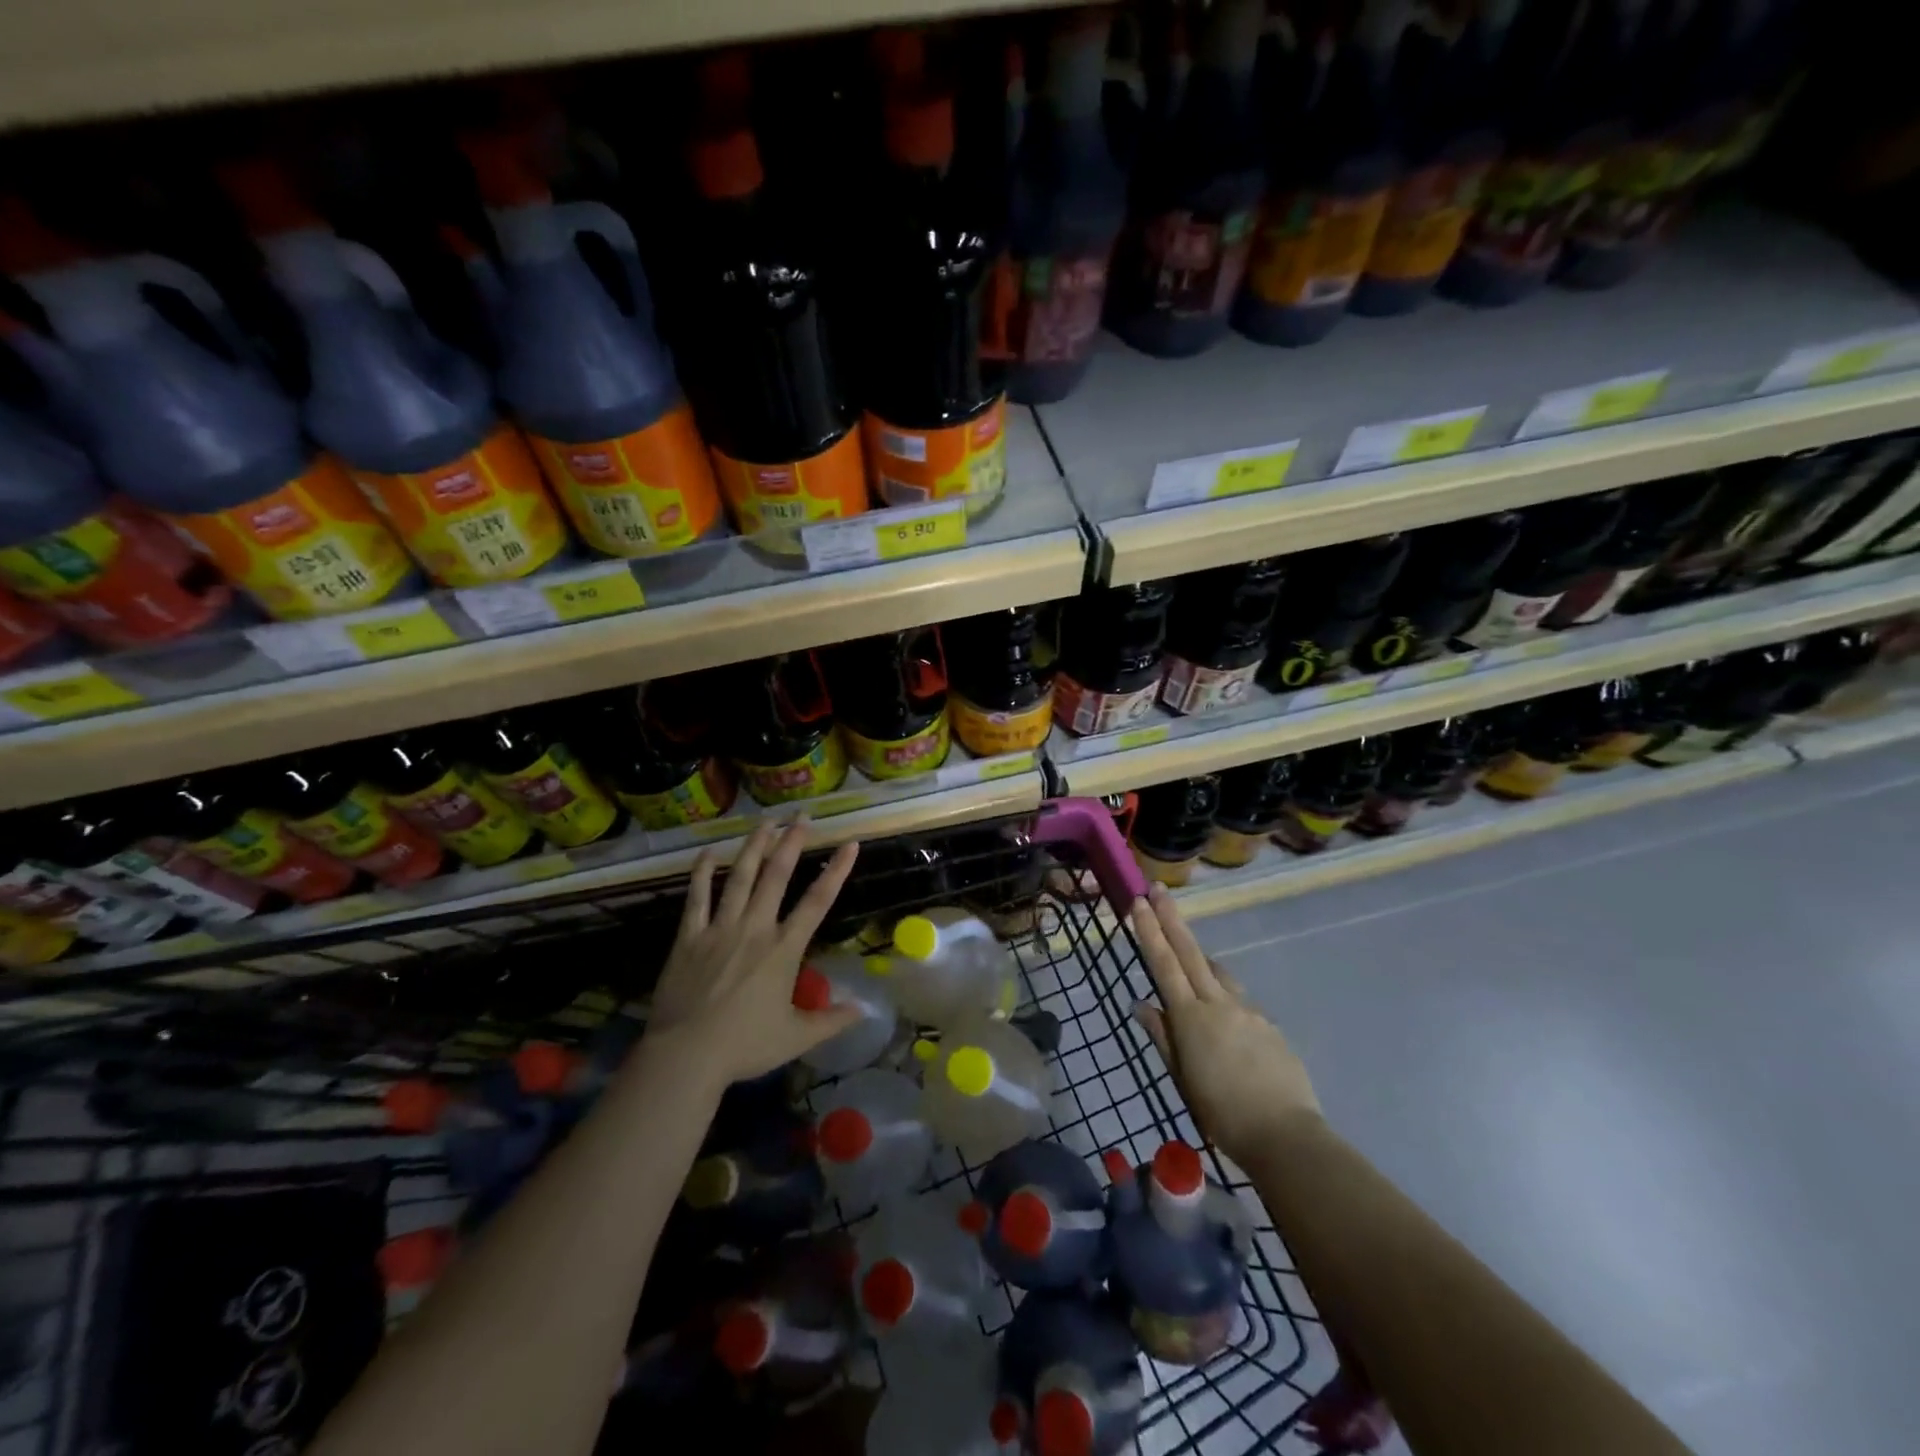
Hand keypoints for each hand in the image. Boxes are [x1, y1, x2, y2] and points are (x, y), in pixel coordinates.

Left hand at [644, 820, 861, 1089]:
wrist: (686, 1055)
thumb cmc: (744, 1046)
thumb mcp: (796, 1038)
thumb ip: (831, 1020)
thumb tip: (864, 1010)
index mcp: (784, 949)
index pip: (817, 901)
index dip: (836, 870)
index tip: (850, 843)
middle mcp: (755, 928)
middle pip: (776, 876)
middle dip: (791, 843)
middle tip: (802, 816)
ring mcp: (719, 928)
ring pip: (739, 877)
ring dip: (754, 847)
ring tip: (765, 822)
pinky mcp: (689, 937)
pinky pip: (697, 897)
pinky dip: (702, 873)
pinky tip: (707, 852)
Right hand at [1130, 884, 1320, 1164]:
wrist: (1285, 1135)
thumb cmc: (1222, 1114)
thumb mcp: (1182, 1079)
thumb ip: (1163, 1037)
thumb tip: (1141, 1004)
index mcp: (1191, 1017)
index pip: (1164, 964)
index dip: (1149, 931)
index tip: (1138, 902)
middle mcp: (1219, 1003)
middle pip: (1191, 952)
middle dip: (1171, 918)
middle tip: (1157, 890)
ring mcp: (1248, 1011)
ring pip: (1219, 974)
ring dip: (1201, 962)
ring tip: (1191, 969)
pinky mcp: (1270, 1025)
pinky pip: (1240, 1003)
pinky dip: (1226, 1003)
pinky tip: (1228, 1032)